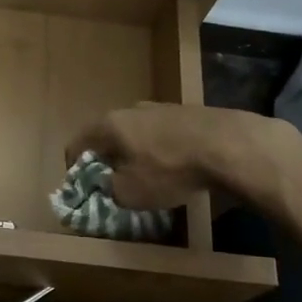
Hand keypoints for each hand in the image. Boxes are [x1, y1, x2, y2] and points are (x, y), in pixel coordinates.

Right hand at [68, 103, 297, 212]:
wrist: (227, 145)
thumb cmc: (169, 169)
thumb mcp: (130, 193)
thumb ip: (110, 189)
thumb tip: (109, 184)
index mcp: (110, 124)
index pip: (78, 142)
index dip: (73, 165)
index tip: (80, 184)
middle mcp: (131, 109)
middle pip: (108, 134)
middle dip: (107, 158)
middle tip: (113, 181)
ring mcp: (161, 107)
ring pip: (137, 132)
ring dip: (135, 152)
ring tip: (146, 175)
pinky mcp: (187, 112)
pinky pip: (162, 134)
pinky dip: (160, 149)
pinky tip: (174, 167)